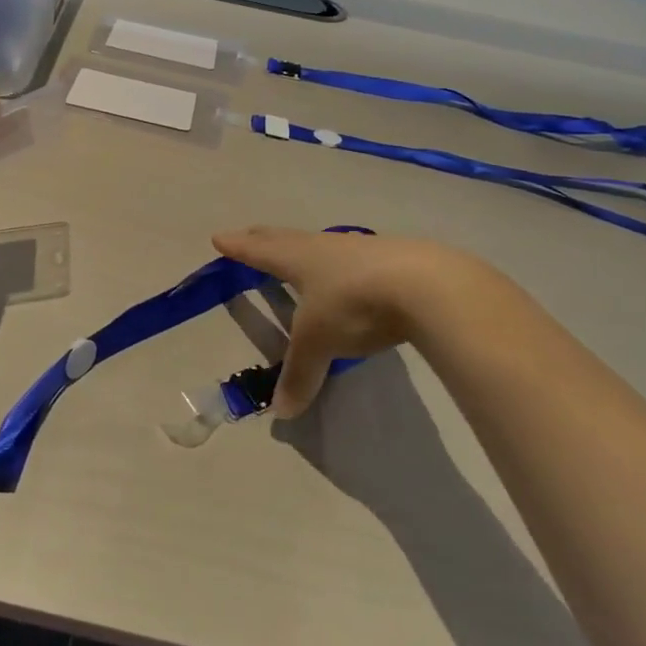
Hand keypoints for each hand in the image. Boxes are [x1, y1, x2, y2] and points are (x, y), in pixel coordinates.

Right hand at [210, 227, 504, 417]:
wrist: (426, 285)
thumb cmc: (354, 305)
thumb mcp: (320, 343)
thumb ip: (300, 374)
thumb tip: (282, 412)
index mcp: (298, 259)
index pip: (259, 251)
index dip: (238, 248)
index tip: (219, 238)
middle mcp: (323, 247)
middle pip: (286, 238)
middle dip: (264, 238)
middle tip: (249, 233)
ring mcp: (359, 248)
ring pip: (320, 244)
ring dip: (303, 247)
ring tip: (297, 251)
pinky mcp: (391, 257)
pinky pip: (353, 256)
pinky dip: (340, 262)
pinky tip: (350, 269)